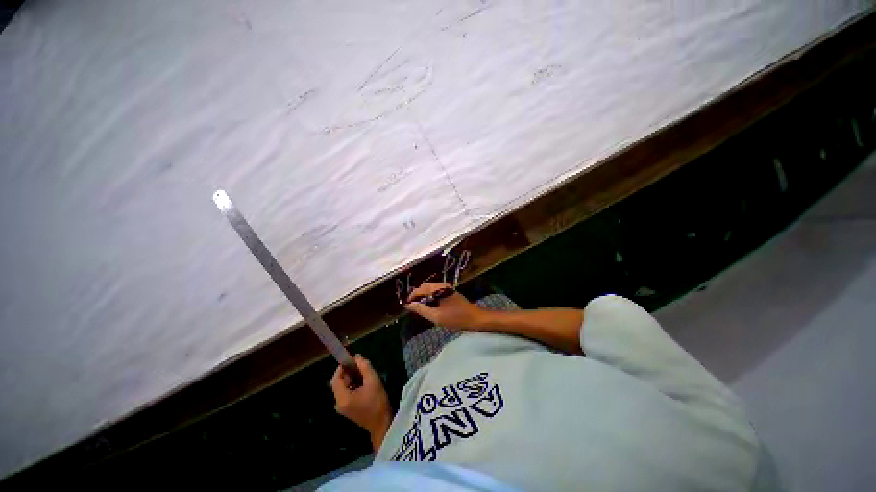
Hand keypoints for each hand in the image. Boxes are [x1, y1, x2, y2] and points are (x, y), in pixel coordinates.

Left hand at [330, 355, 391, 450]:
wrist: (382, 423)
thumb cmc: (377, 402)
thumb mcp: (373, 380)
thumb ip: (364, 367)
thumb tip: (357, 357)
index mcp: (342, 398)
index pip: (336, 378)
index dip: (342, 367)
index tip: (352, 359)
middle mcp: (339, 403)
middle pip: (339, 383)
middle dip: (349, 372)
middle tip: (361, 366)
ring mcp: (343, 407)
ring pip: (344, 387)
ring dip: (352, 378)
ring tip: (365, 373)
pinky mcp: (348, 409)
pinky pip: (347, 393)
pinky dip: (354, 385)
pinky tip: (364, 383)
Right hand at [404, 282, 485, 329]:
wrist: (475, 318)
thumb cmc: (456, 318)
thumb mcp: (437, 316)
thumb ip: (421, 309)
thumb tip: (408, 305)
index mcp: (439, 288)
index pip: (420, 289)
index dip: (411, 296)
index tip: (405, 305)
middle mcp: (442, 285)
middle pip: (424, 287)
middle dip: (416, 295)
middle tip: (411, 307)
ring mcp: (446, 288)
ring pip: (429, 289)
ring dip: (423, 296)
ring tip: (418, 308)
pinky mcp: (449, 292)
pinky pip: (435, 292)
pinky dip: (429, 297)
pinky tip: (428, 306)